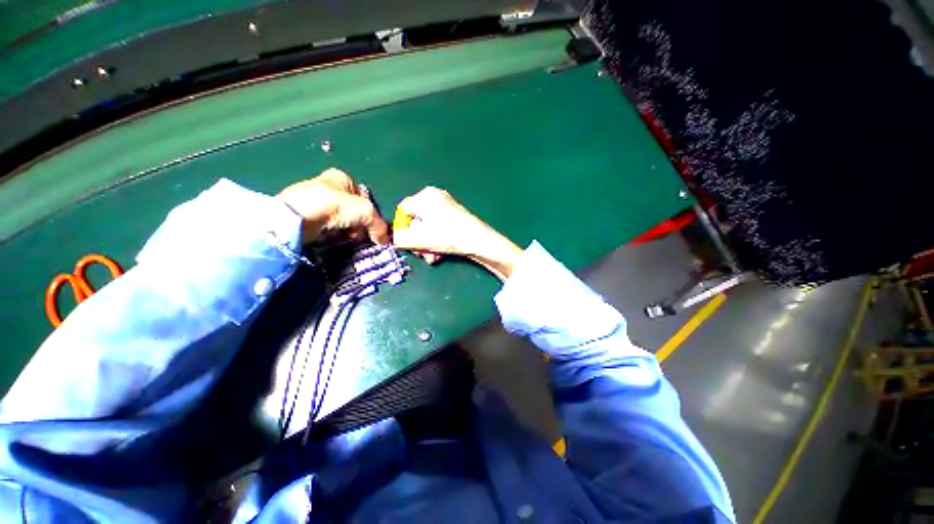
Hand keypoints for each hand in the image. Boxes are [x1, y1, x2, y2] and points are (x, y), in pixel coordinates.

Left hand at [277, 168, 388, 244]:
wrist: (296, 217)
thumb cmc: (333, 205)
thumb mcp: (366, 212)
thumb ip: (379, 225)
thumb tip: (384, 240)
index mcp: (342, 177)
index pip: (364, 197)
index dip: (371, 212)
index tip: (371, 226)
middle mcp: (328, 186)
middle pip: (353, 210)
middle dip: (359, 224)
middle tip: (359, 235)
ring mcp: (315, 201)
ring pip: (341, 220)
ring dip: (347, 231)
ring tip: (346, 239)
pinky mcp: (305, 216)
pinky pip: (327, 226)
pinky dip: (333, 234)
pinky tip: (333, 239)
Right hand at [393, 187, 522, 280]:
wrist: (478, 240)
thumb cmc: (447, 236)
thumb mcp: (418, 239)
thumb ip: (400, 238)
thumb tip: (396, 238)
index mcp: (424, 196)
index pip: (403, 211)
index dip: (402, 229)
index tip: (406, 243)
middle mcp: (435, 196)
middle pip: (417, 220)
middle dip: (417, 240)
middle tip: (421, 254)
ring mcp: (447, 204)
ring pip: (429, 226)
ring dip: (427, 243)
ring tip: (431, 257)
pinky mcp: (455, 213)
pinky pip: (439, 225)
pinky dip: (437, 239)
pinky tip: (439, 252)